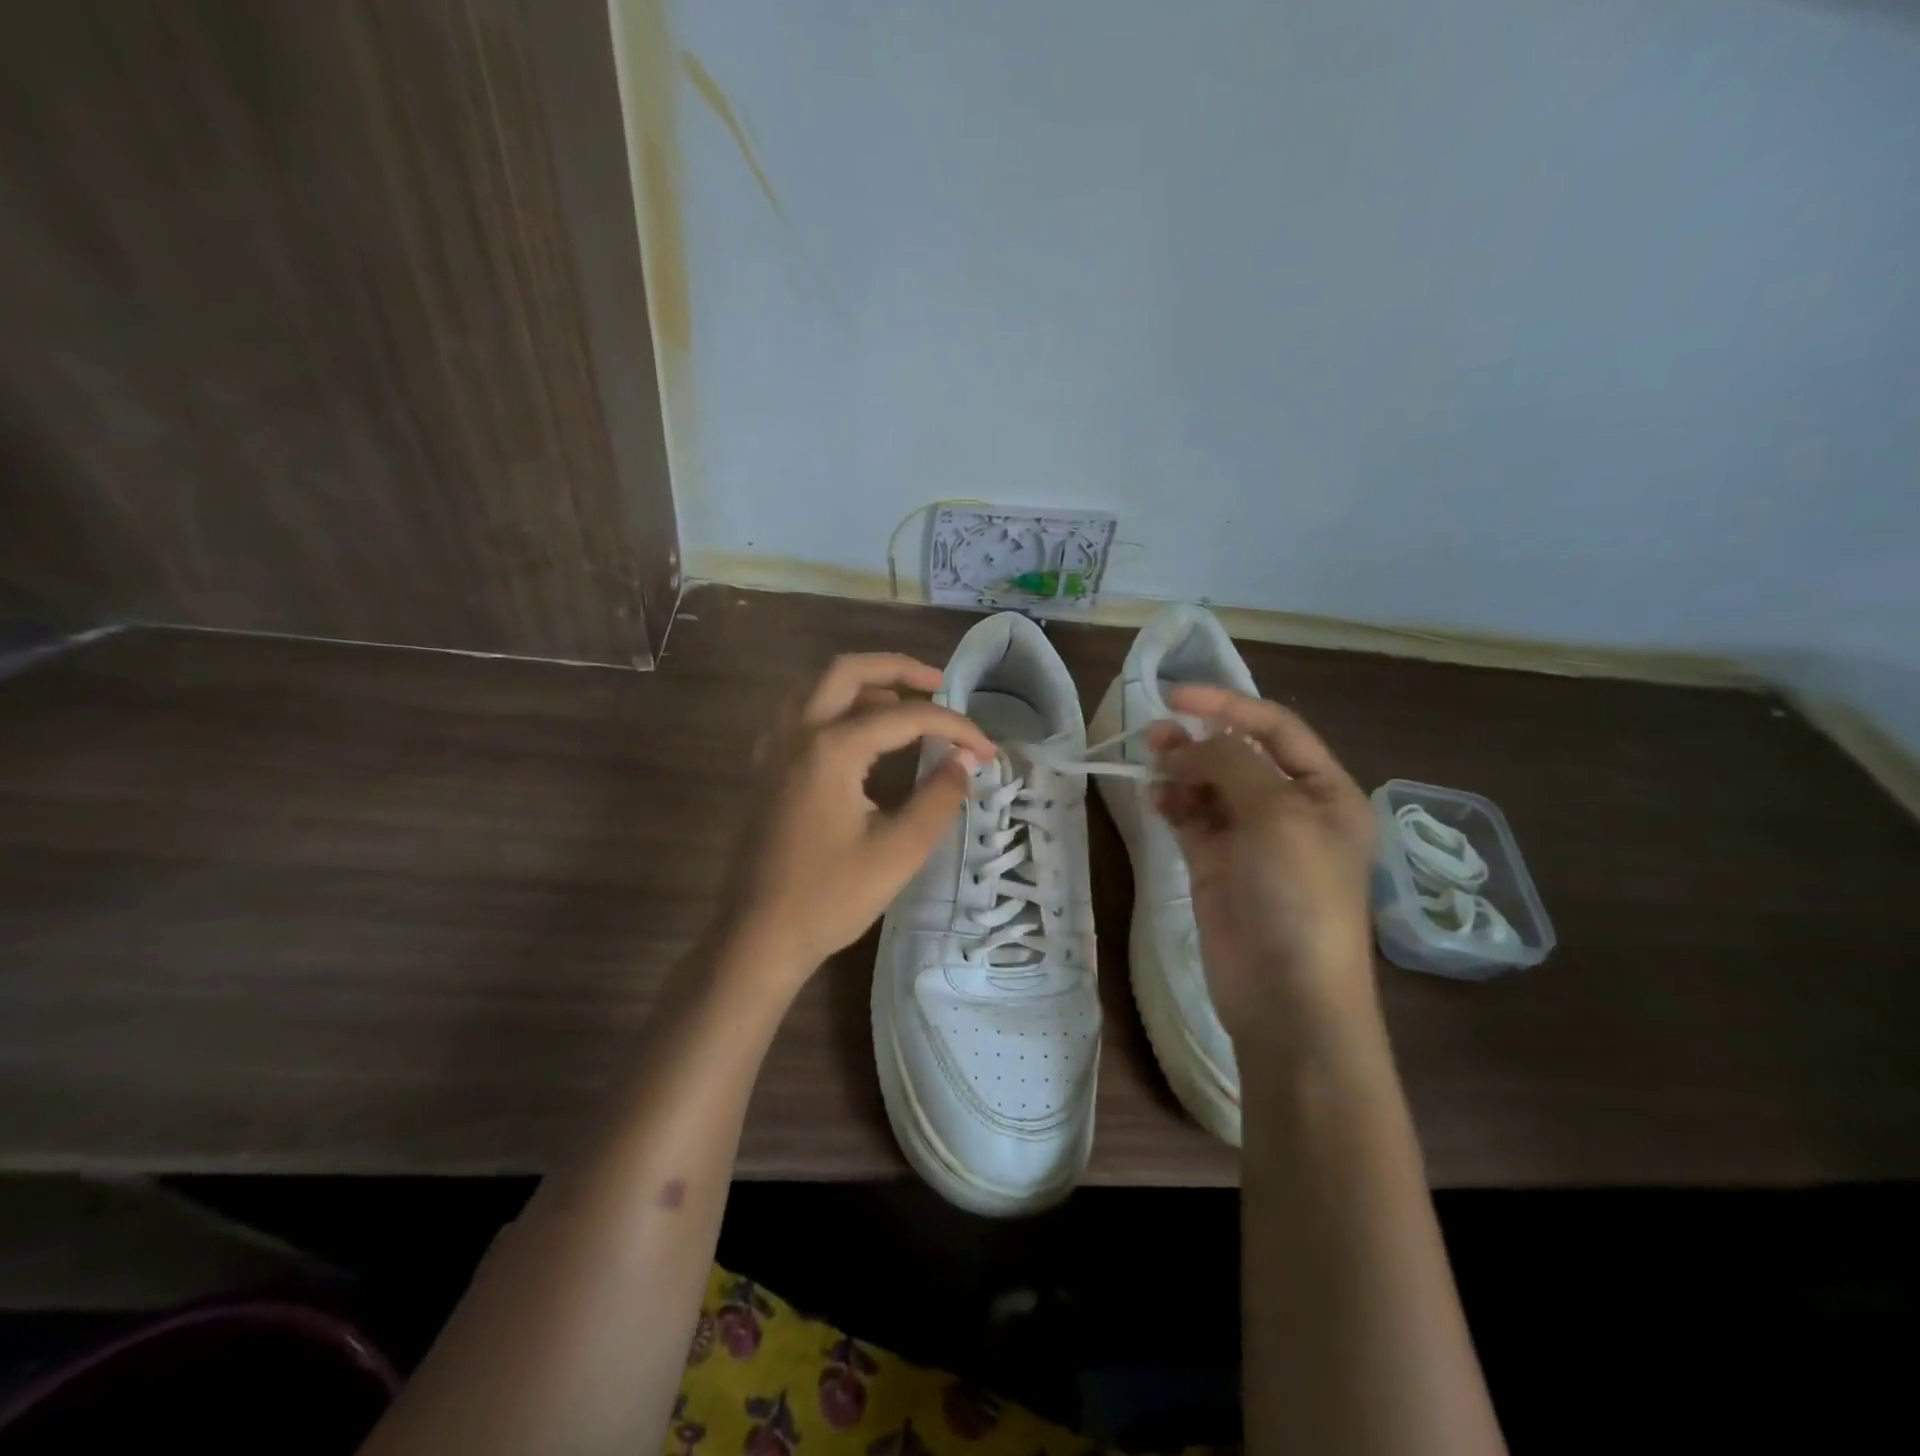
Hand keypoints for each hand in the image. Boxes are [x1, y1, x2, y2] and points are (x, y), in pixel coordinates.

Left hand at [717, 654, 994, 987]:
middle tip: (938, 684)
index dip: (953, 726)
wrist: (758, 937)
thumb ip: (938, 798)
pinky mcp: (765, 769)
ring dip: (862, 683)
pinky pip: (799, 713)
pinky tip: (855, 734)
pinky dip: (833, 706)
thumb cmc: (830, 898)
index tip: (986, 749)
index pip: (905, 717)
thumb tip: (965, 761)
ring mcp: (773, 749)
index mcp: (830, 749)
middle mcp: (796, 733)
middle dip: (898, 668)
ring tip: (903, 704)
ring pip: (816, 686)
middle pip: (846, 670)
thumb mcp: (898, 851)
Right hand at [1149, 685, 1376, 1039]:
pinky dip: (1172, 803)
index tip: (1176, 696)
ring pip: (1210, 786)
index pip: (1276, 729)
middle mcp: (1291, 810)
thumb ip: (1233, 764)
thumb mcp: (1278, 815)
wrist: (1287, 996)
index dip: (1228, 706)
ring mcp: (1251, 840)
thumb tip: (1189, 743)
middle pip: (1240, 755)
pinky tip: (1153, 796)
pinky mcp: (1216, 866)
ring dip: (1181, 768)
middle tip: (1154, 731)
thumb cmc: (1299, 896)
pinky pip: (1191, 819)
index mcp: (1325, 793)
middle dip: (1199, 739)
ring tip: (1149, 758)